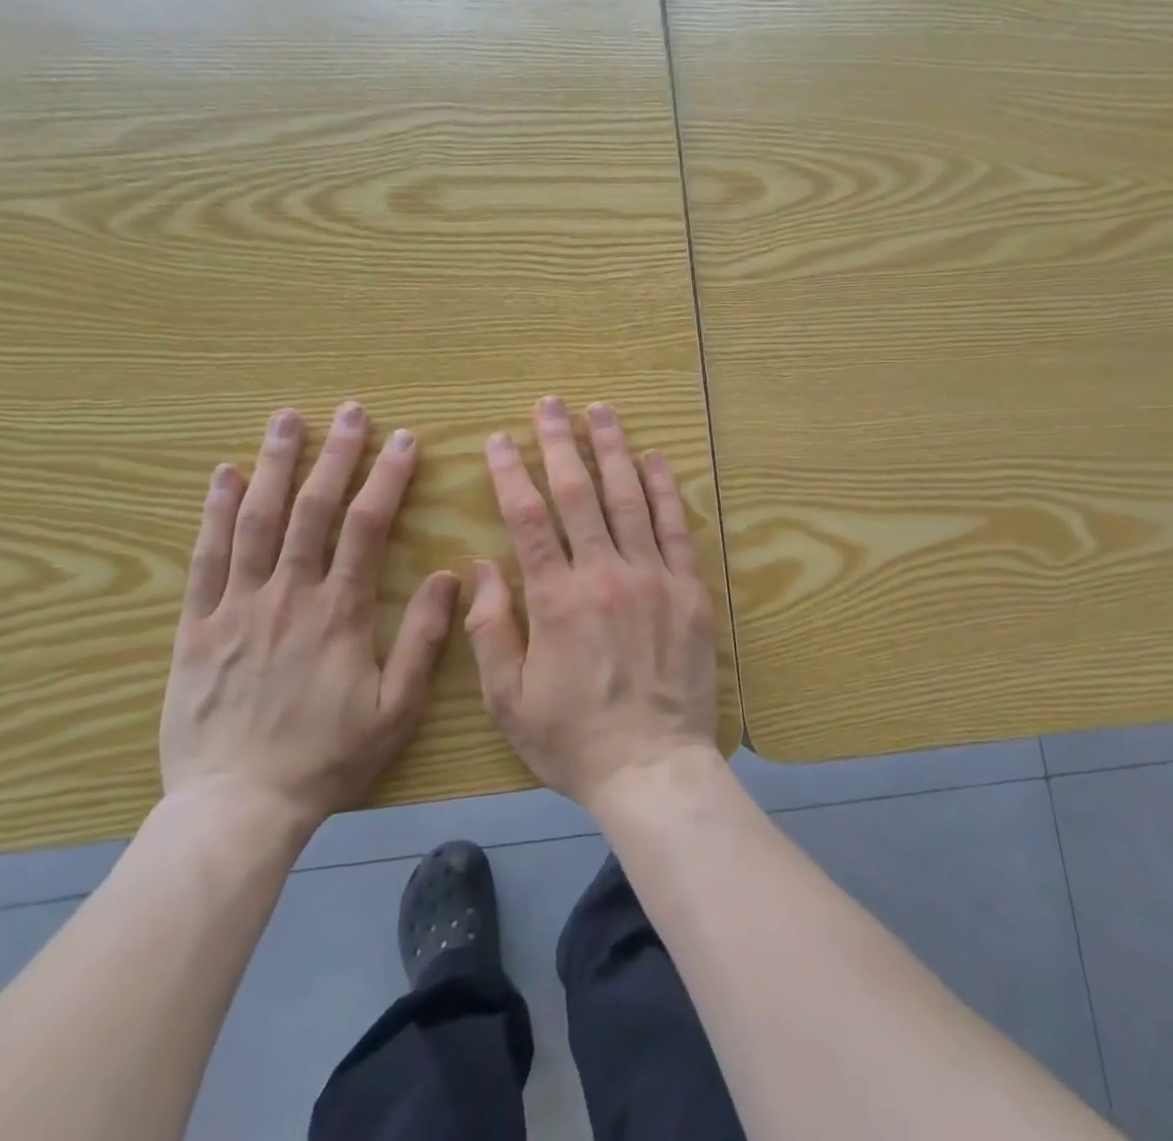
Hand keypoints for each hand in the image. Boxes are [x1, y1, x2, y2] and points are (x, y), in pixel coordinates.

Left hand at [161, 403, 458, 842]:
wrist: (237, 808)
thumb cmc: (326, 757)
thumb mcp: (396, 708)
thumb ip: (422, 639)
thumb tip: (449, 576)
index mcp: (339, 612)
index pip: (367, 526)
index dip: (387, 478)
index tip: (403, 440)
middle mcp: (288, 595)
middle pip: (312, 509)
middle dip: (334, 455)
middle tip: (348, 411)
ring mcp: (237, 606)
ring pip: (257, 521)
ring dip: (275, 465)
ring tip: (287, 419)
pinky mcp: (197, 627)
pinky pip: (205, 558)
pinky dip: (215, 512)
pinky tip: (225, 475)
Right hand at [465, 395, 719, 812]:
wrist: (653, 768)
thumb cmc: (573, 739)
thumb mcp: (508, 699)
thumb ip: (490, 629)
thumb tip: (482, 565)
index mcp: (557, 599)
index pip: (528, 518)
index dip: (512, 473)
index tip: (501, 439)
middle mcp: (606, 575)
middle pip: (578, 494)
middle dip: (560, 443)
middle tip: (550, 404)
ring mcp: (653, 578)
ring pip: (629, 498)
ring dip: (612, 450)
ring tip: (600, 412)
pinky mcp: (689, 591)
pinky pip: (675, 528)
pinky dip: (663, 489)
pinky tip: (653, 459)